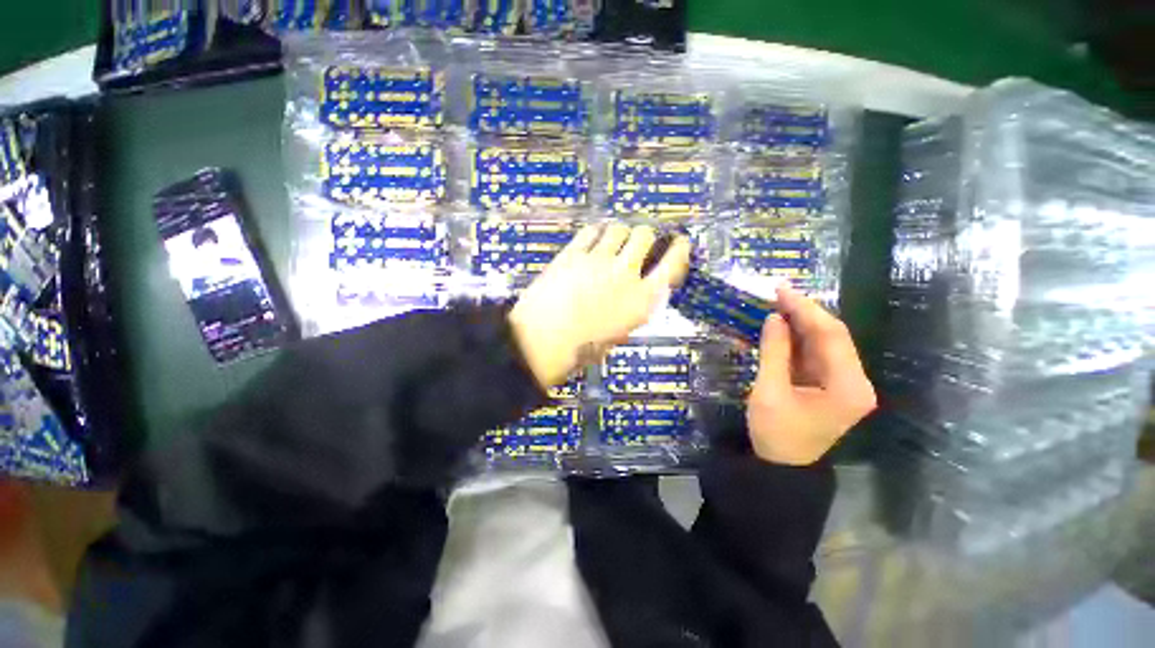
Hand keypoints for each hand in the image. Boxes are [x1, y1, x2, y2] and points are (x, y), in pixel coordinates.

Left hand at [509, 223, 690, 388]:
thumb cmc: (581, 348)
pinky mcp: (573, 253)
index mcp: (641, 301)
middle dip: (645, 236)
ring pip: (619, 229)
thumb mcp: (618, 334)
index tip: (680, 242)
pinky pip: (591, 232)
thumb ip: (630, 310)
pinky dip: (596, 233)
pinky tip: (594, 239)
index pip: (672, 265)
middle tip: (640, 242)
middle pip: (645, 236)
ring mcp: (598, 260)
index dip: (679, 249)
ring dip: (621, 233)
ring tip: (615, 240)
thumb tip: (631, 296)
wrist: (542, 341)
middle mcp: (625, 274)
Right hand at [746, 285, 875, 464]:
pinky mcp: (831, 386)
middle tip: (777, 294)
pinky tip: (783, 326)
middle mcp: (855, 382)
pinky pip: (817, 354)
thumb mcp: (769, 391)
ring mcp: (845, 384)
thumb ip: (773, 352)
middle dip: (805, 313)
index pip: (832, 336)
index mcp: (848, 387)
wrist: (781, 467)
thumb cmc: (775, 434)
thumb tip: (773, 318)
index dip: (806, 310)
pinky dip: (799, 339)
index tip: (781, 291)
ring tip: (777, 305)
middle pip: (833, 337)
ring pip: (825, 343)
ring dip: (802, 323)